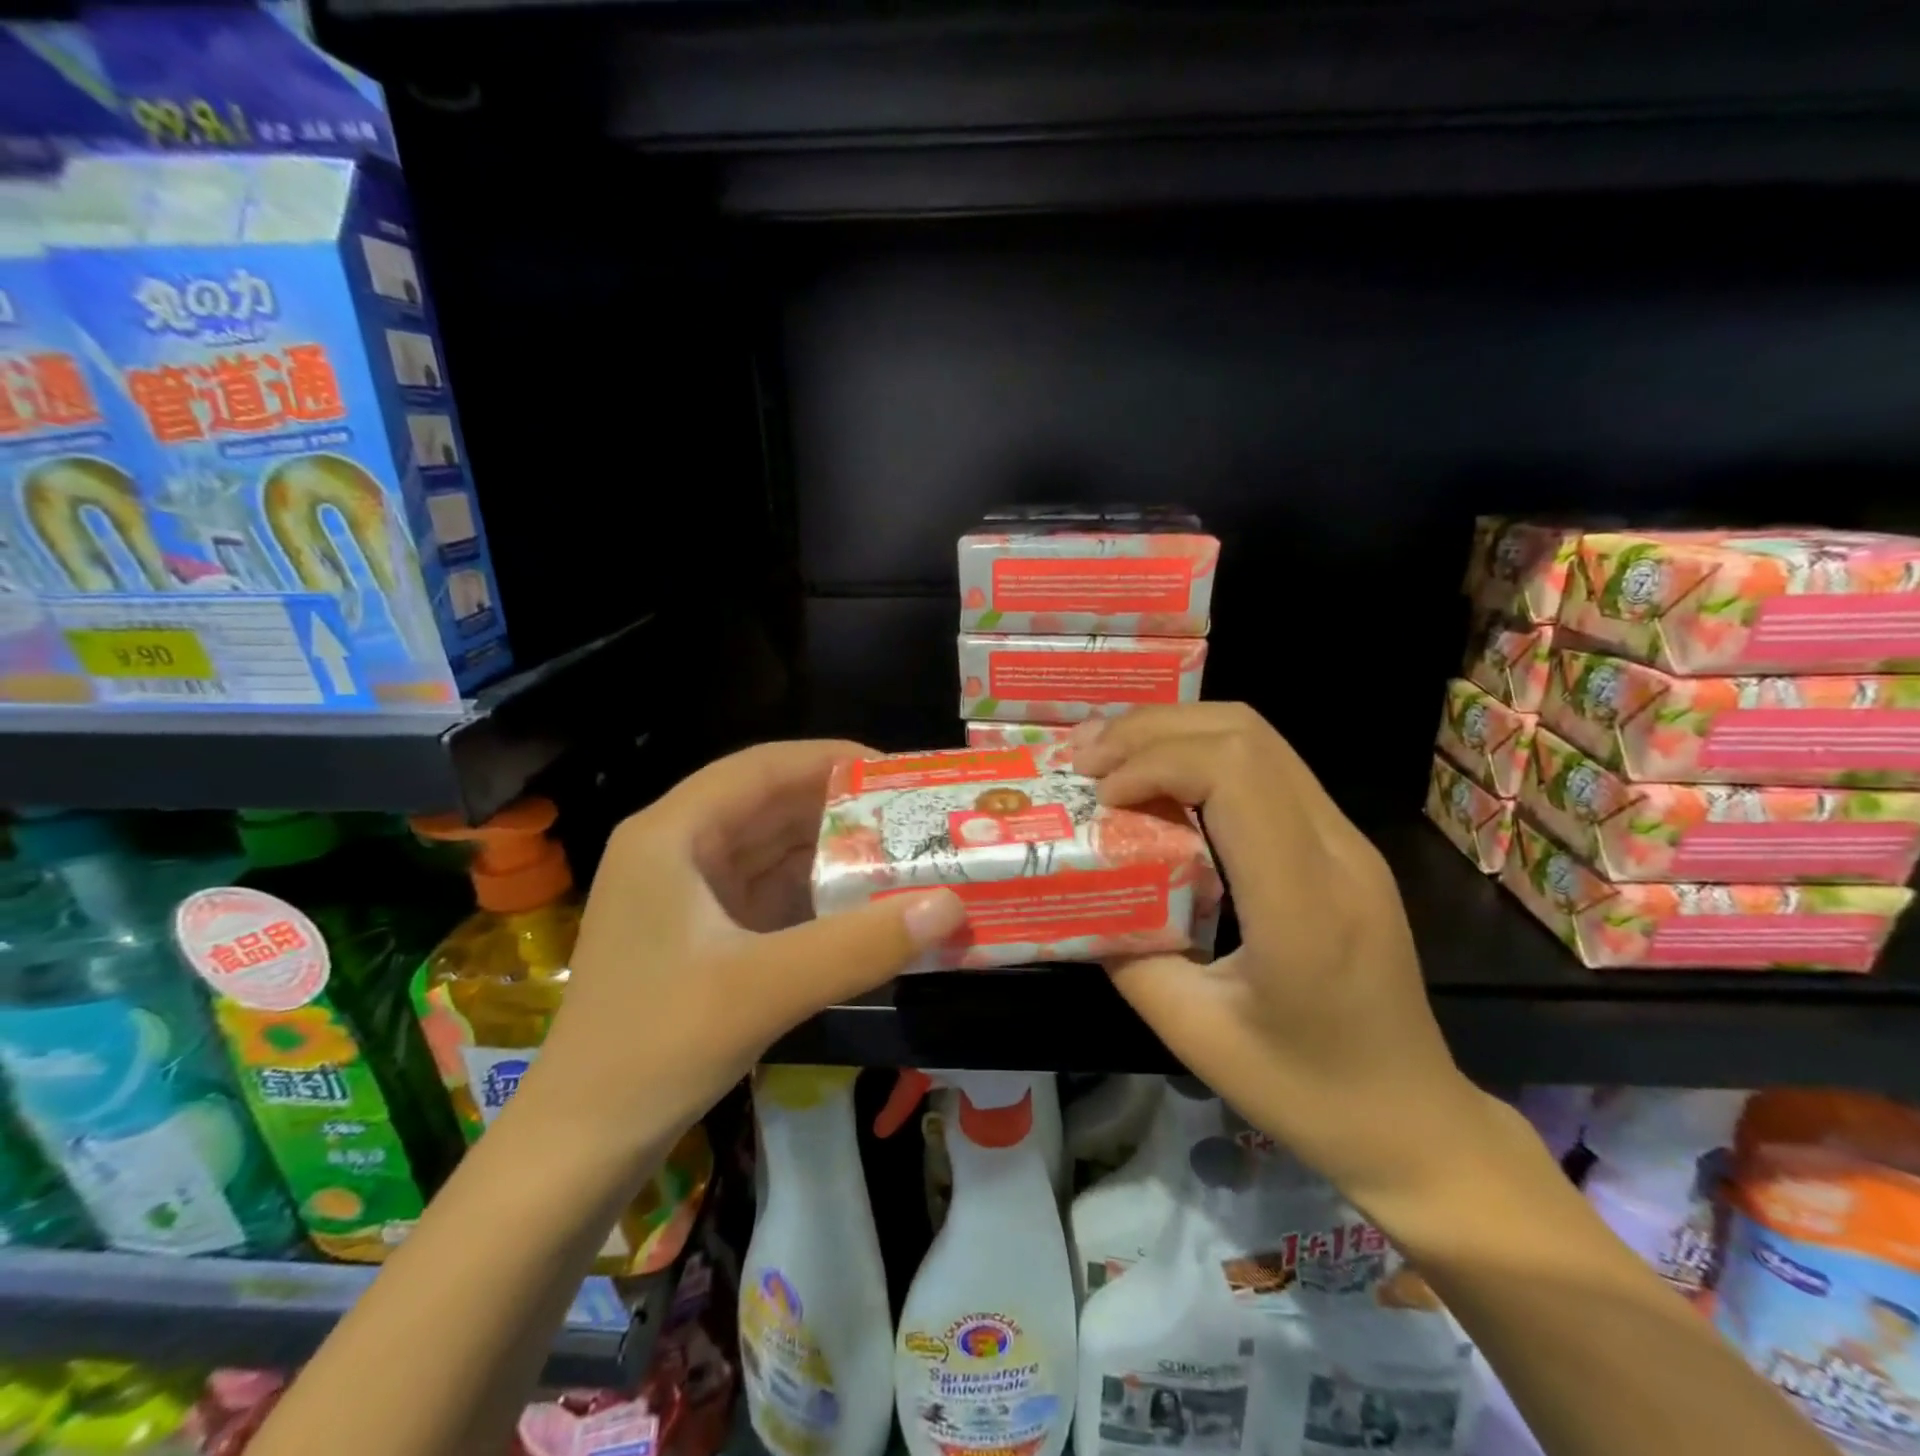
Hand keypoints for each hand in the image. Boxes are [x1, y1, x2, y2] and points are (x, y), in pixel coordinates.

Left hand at [517, 741, 964, 1163]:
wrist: (579, 1147)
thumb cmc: (653, 1049)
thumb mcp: (762, 990)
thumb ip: (859, 946)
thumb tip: (951, 906)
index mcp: (672, 835)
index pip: (761, 768)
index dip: (831, 760)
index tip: (898, 774)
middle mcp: (677, 850)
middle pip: (771, 806)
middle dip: (842, 810)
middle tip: (915, 819)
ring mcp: (688, 895)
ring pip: (773, 852)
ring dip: (833, 854)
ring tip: (904, 856)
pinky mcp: (703, 934)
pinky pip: (771, 895)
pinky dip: (817, 896)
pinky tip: (866, 906)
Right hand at [1071, 704, 1491, 1211]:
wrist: (1413, 1118)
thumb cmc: (1305, 1090)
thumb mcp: (1195, 1035)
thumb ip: (1128, 955)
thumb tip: (1081, 893)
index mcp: (1302, 904)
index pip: (1233, 774)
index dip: (1153, 763)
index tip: (1100, 798)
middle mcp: (1335, 852)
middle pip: (1246, 733)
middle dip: (1153, 730)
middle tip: (1088, 760)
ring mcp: (1347, 841)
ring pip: (1260, 737)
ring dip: (1177, 733)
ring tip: (1112, 759)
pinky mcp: (1342, 844)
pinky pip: (1269, 768)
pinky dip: (1203, 755)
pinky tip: (1161, 782)